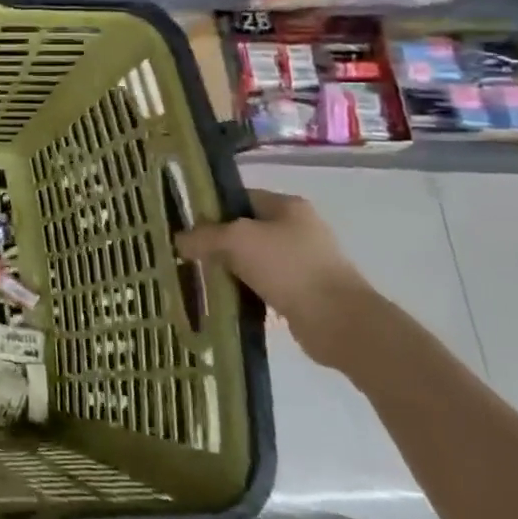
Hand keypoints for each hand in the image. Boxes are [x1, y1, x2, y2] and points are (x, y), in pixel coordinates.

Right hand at [175, 189, 386, 370]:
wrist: (339, 321)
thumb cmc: (287, 267)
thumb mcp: (235, 240)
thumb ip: (203, 236)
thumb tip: (179, 240)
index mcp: (288, 206)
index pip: (240, 197)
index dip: (211, 208)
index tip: (185, 225)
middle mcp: (298, 228)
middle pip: (245, 228)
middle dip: (217, 241)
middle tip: (188, 253)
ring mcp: (304, 261)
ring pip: (253, 259)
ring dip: (230, 268)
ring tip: (202, 277)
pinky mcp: (304, 291)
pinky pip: (264, 284)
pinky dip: (246, 289)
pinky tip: (227, 297)